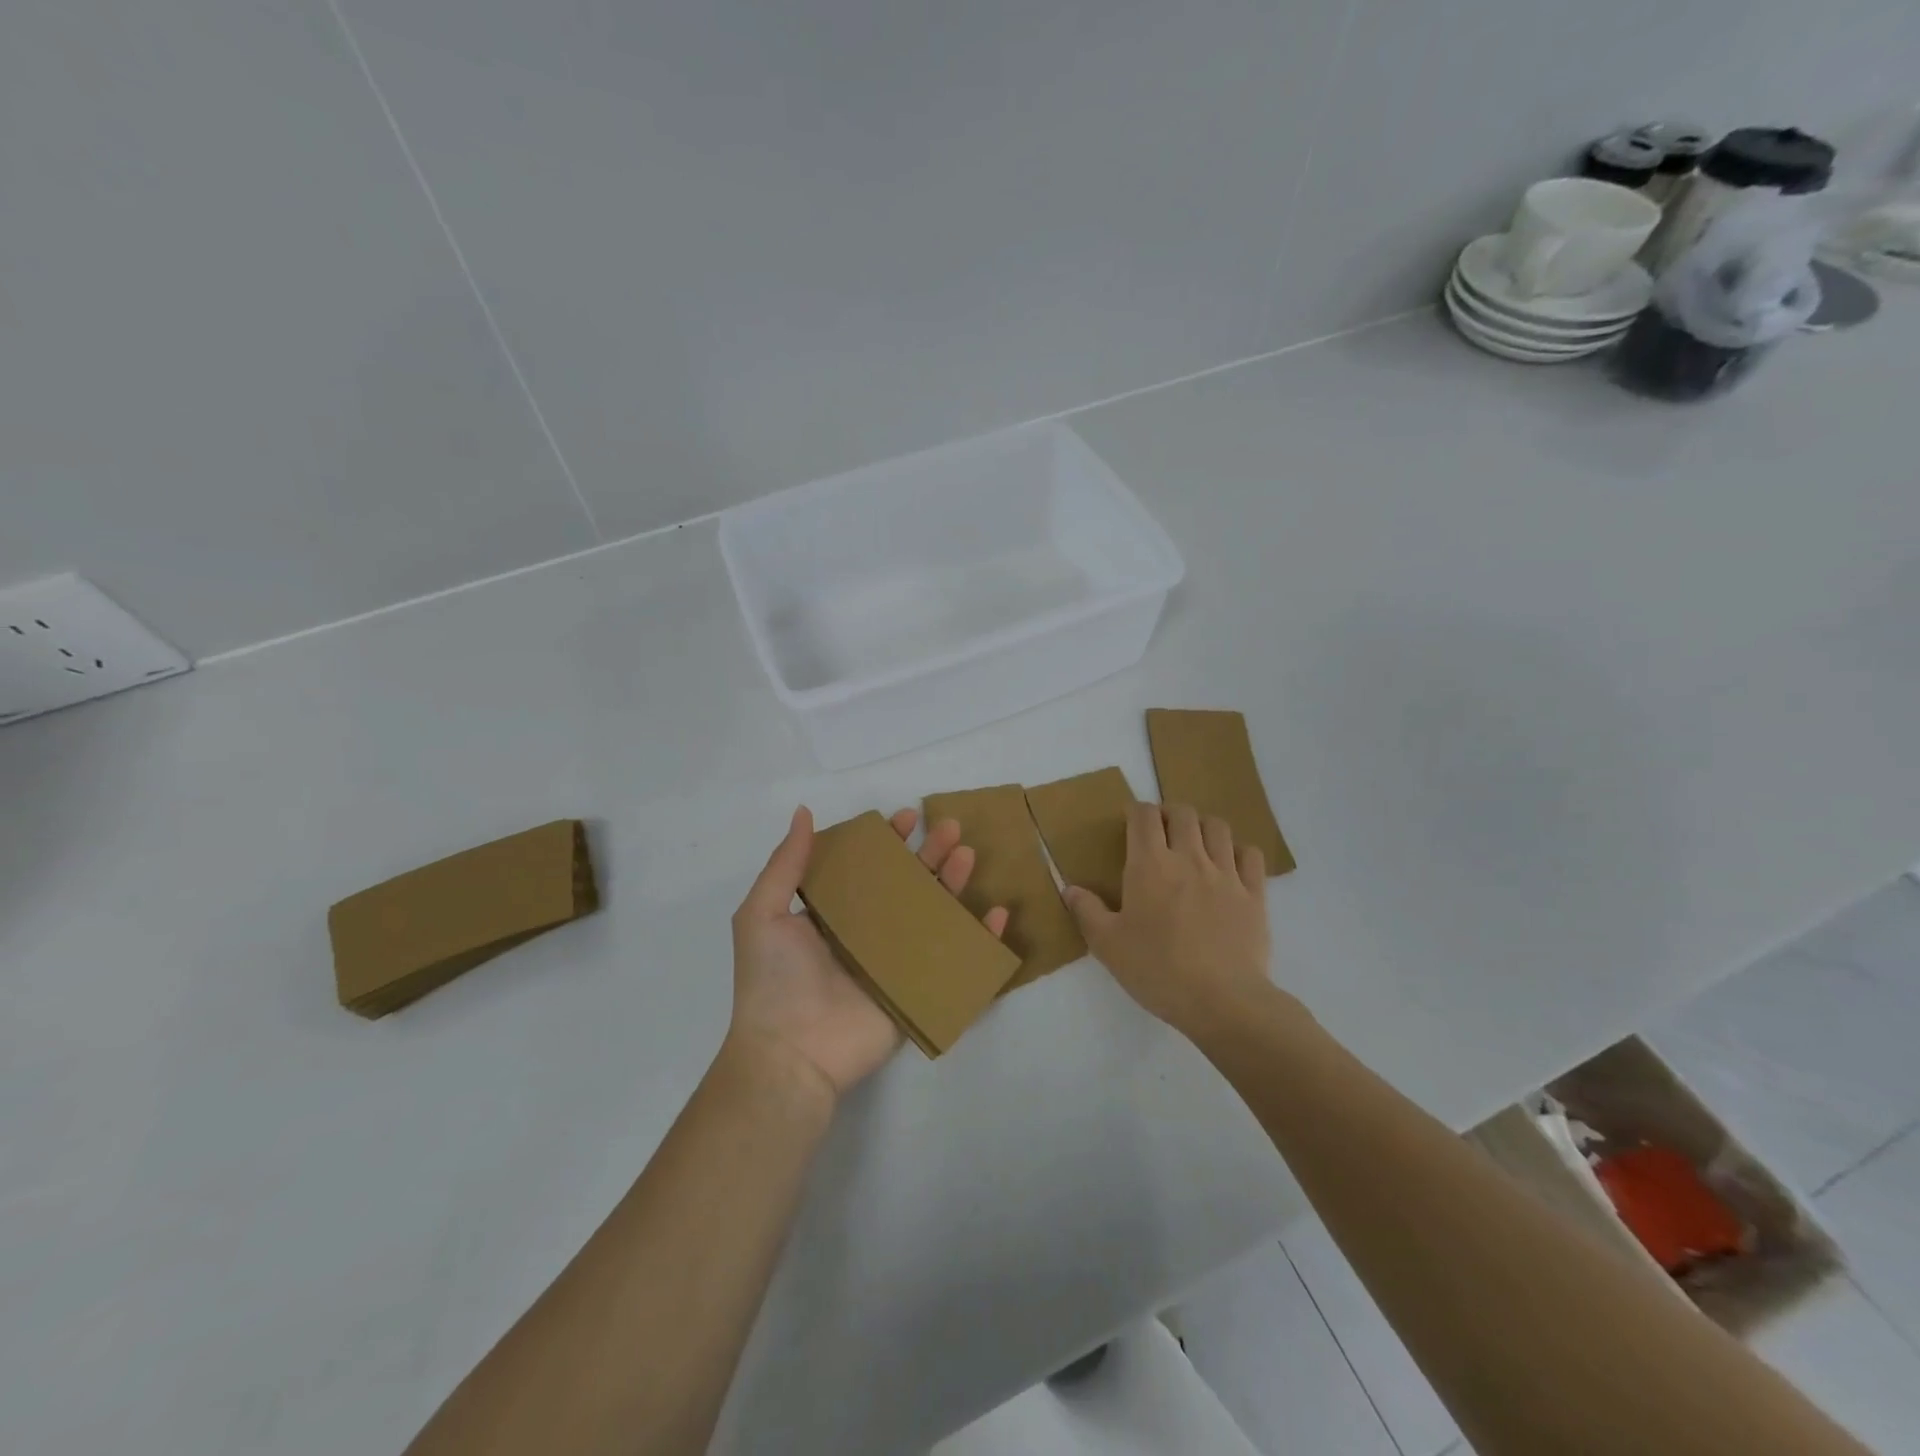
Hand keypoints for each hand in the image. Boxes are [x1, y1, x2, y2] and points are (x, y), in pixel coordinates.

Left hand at [728, 806, 1009, 1102]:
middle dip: (931, 854)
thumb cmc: (774, 981)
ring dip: (955, 883)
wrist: (791, 1055)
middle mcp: (869, 933)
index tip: (908, 817)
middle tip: (952, 828)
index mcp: (835, 914)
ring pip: (935, 914)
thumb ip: (786, 864)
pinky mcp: (919, 990)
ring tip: (968, 855)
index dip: (889, 842)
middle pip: (909, 885)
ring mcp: (897, 962)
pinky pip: (956, 959)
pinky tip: (996, 913)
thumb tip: (803, 812)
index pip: (869, 868)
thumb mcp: (763, 914)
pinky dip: (980, 938)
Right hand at [1064, 803, 1272, 1040]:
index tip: (1130, 820)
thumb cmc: (1157, 970)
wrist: (1222, 1000)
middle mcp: (1189, 858)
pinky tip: (1230, 865)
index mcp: (1150, 865)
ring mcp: (1226, 874)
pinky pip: (1251, 855)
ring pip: (1217, 827)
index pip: (1143, 816)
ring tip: (1194, 842)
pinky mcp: (1254, 894)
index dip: (1136, 810)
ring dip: (1202, 826)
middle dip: (1169, 813)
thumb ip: (1087, 911)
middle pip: (1182, 813)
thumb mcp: (1107, 945)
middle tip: (1160, 831)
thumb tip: (1069, 889)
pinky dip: (1238, 851)